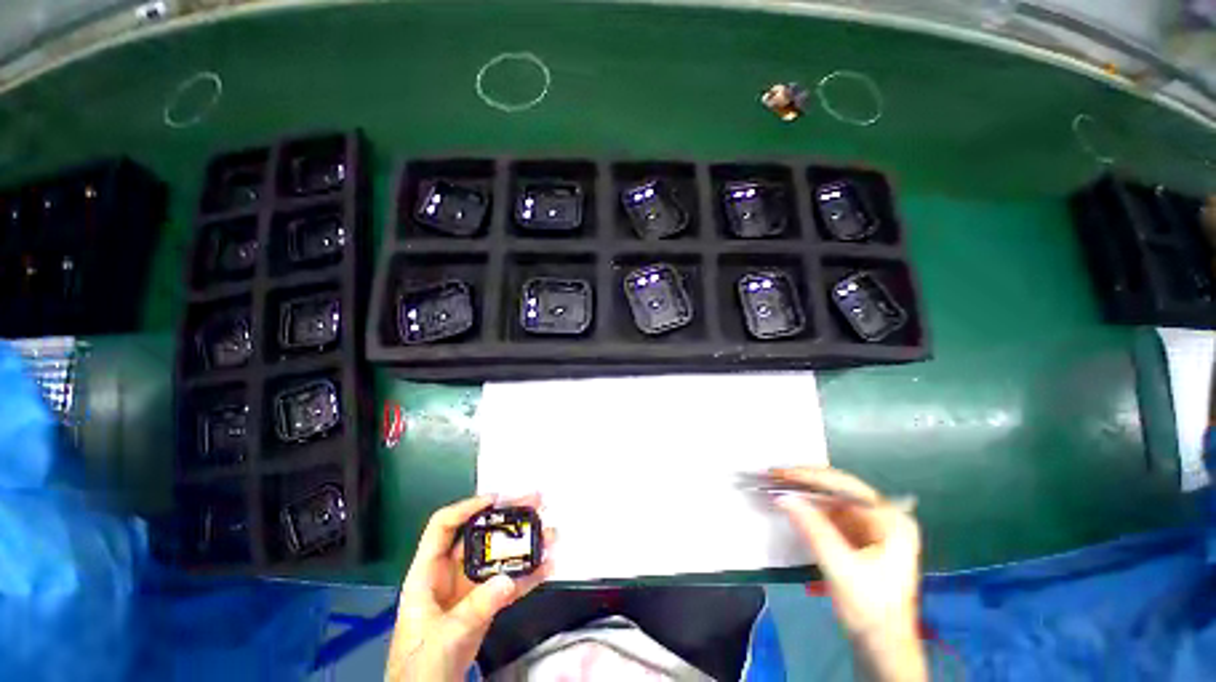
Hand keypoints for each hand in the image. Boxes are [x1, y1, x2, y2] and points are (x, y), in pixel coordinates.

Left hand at [387, 493, 555, 681]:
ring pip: (499, 555)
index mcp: (428, 573)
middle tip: (536, 502)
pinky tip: (548, 566)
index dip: (468, 508)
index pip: (444, 526)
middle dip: (508, 516)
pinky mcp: (485, 603)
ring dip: (525, 543)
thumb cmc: (419, 665)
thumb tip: (508, 580)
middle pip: (480, 534)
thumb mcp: (443, 636)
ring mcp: (470, 587)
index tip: (496, 500)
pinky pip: (509, 582)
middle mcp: (450, 572)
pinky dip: (529, 574)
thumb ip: (475, 608)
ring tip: (550, 532)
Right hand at [771, 467, 926, 681]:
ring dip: (805, 493)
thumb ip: (814, 530)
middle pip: (839, 489)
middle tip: (774, 475)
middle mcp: (884, 516)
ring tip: (777, 485)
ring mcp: (873, 526)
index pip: (846, 486)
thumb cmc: (870, 610)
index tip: (780, 473)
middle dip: (805, 482)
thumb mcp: (841, 570)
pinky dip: (810, 508)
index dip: (810, 476)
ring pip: (832, 499)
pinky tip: (792, 504)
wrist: (883, 648)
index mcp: (891, 520)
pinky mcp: (859, 537)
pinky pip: (831, 513)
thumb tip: (783, 497)